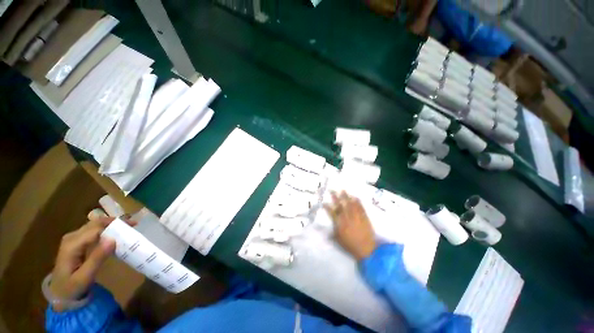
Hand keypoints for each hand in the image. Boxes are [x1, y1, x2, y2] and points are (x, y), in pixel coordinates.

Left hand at [49, 217, 134, 311]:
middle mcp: (72, 237)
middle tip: (133, 224)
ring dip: (111, 225)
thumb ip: (97, 258)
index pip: (96, 229)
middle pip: (95, 223)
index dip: (115, 225)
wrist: (59, 295)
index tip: (132, 226)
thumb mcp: (85, 277)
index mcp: (72, 244)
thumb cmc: (72, 288)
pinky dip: (106, 230)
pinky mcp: (76, 242)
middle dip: (115, 221)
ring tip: (127, 227)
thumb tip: (113, 239)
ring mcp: (73, 239)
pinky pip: (92, 231)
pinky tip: (114, 234)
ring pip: (94, 225)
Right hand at [324, 191, 376, 260]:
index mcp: (340, 224)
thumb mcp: (338, 241)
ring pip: (350, 204)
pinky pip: (360, 207)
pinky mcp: (364, 217)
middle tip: (333, 190)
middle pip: (341, 205)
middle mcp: (347, 218)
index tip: (324, 203)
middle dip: (336, 197)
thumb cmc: (351, 246)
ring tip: (343, 190)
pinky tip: (355, 197)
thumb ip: (332, 233)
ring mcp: (356, 217)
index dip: (327, 207)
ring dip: (346, 197)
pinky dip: (357, 202)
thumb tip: (324, 231)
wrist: (367, 250)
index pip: (332, 213)